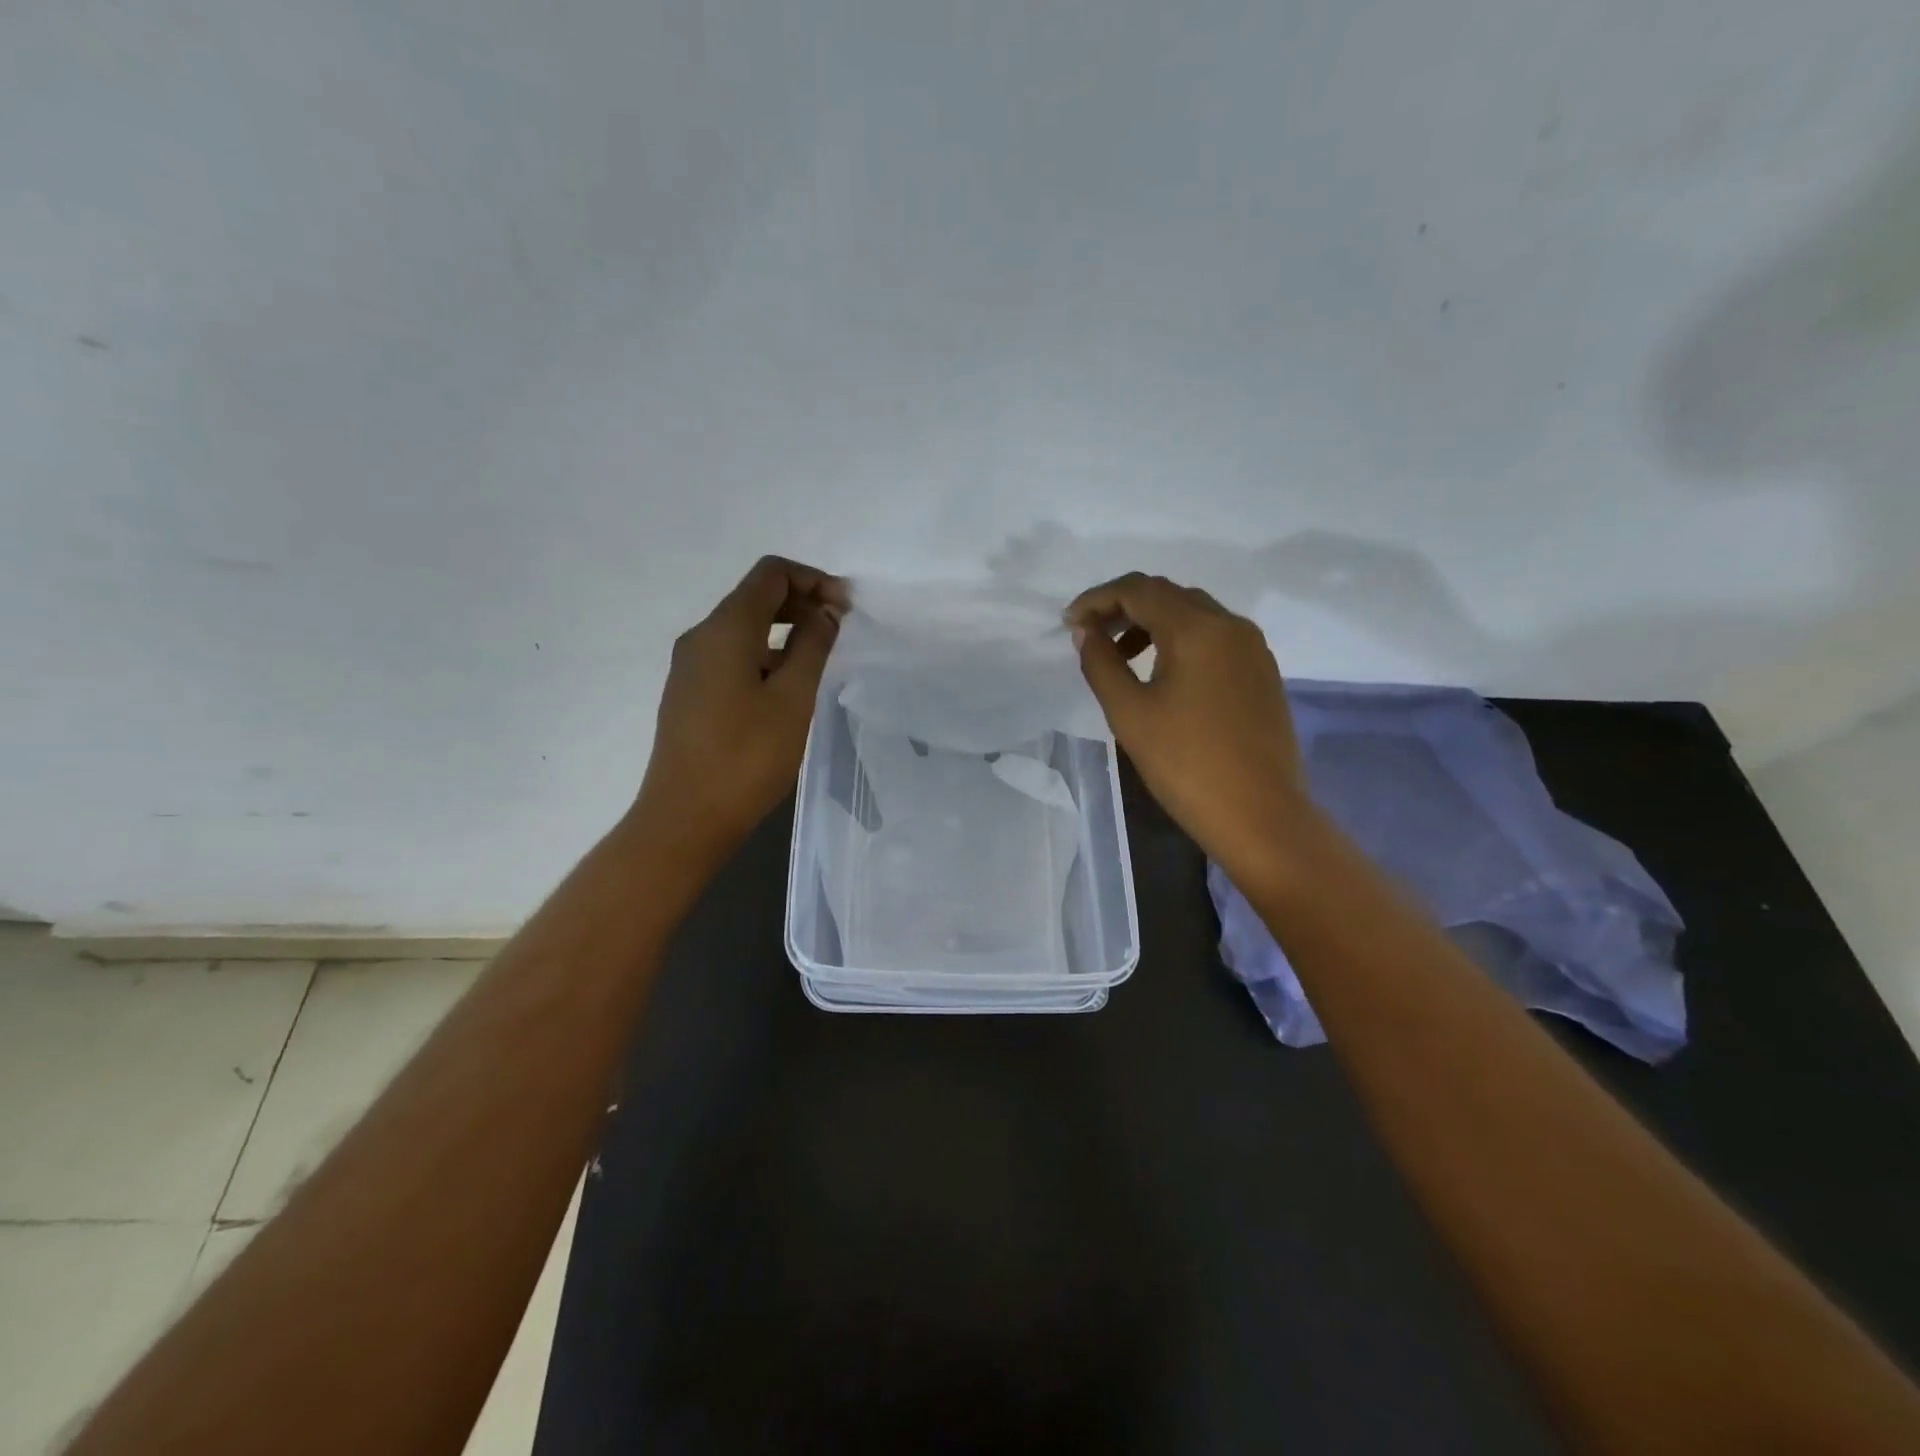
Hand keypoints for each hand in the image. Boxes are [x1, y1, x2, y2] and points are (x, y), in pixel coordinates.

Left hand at [632, 556, 846, 873]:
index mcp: (725, 629)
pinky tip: (787, 686)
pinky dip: (765, 654)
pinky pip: (732, 655)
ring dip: (784, 630)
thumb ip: (812, 646)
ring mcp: (690, 666)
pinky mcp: (690, 693)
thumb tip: (826, 611)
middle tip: (839, 629)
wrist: (686, 817)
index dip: (813, 579)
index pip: (770, 574)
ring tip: (819, 659)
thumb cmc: (746, 756)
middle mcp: (701, 637)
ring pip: (743, 628)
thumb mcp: (792, 698)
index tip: (846, 609)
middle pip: (755, 596)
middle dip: (801, 602)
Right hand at [1066, 573, 1319, 884]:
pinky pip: (1214, 637)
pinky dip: (1180, 640)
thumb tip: (1085, 631)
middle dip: (1123, 607)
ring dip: (1151, 622)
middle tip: (1090, 635)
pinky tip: (1162, 672)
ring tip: (1121, 656)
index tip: (1069, 623)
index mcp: (1198, 629)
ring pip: (1194, 613)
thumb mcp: (1130, 714)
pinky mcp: (1262, 672)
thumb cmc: (1186, 765)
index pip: (1139, 590)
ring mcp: (1253, 648)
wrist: (1260, 815)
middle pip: (1168, 595)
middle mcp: (1231, 625)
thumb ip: (1101, 664)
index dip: (1097, 600)